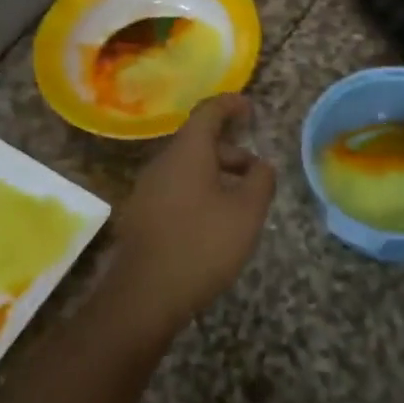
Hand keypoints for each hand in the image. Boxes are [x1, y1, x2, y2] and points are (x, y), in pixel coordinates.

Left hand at [97, 93, 276, 341]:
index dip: (231, 105)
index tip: (250, 108)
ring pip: (187, 169)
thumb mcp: (247, 212)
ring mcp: (146, 190)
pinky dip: (199, 193)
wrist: (144, 297)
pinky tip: (213, 224)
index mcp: (187, 152)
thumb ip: (261, 181)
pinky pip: (175, 190)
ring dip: (216, 175)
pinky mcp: (141, 216)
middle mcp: (161, 163)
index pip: (208, 112)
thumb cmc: (202, 245)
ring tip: (239, 204)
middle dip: (230, 152)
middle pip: (198, 143)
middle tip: (256, 174)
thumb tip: (262, 165)